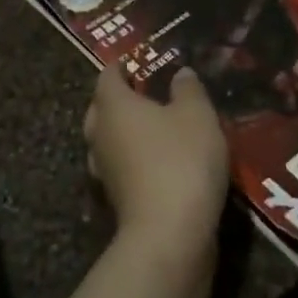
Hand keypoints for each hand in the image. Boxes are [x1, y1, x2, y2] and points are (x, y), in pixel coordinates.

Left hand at [83, 64, 228, 259]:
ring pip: (107, 140)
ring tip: (153, 127)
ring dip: (124, 132)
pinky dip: (133, 160)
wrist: (169, 236)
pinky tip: (157, 163)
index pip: (107, 76)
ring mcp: (103, 169)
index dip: (121, 66)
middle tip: (144, 93)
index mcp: (113, 105)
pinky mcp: (115, 199)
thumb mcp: (197, 116)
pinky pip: (120, 167)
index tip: (136, 61)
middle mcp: (99, 134)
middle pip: (101, 108)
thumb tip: (180, 72)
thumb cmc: (181, 161)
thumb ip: (189, 89)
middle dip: (118, 99)